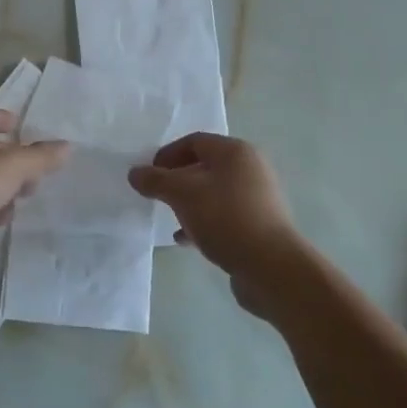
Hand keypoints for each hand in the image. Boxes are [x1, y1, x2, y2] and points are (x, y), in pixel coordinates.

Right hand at [128, 133, 301, 278]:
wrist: (271, 267)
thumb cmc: (225, 218)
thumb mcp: (182, 194)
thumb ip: (155, 180)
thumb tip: (135, 173)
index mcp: (235, 152)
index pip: (194, 141)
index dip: (167, 154)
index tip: (148, 175)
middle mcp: (250, 169)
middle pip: (205, 165)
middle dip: (177, 179)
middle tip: (156, 195)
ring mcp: (258, 198)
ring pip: (213, 192)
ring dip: (189, 202)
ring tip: (169, 217)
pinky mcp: (259, 225)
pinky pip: (224, 215)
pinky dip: (202, 222)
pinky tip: (185, 239)